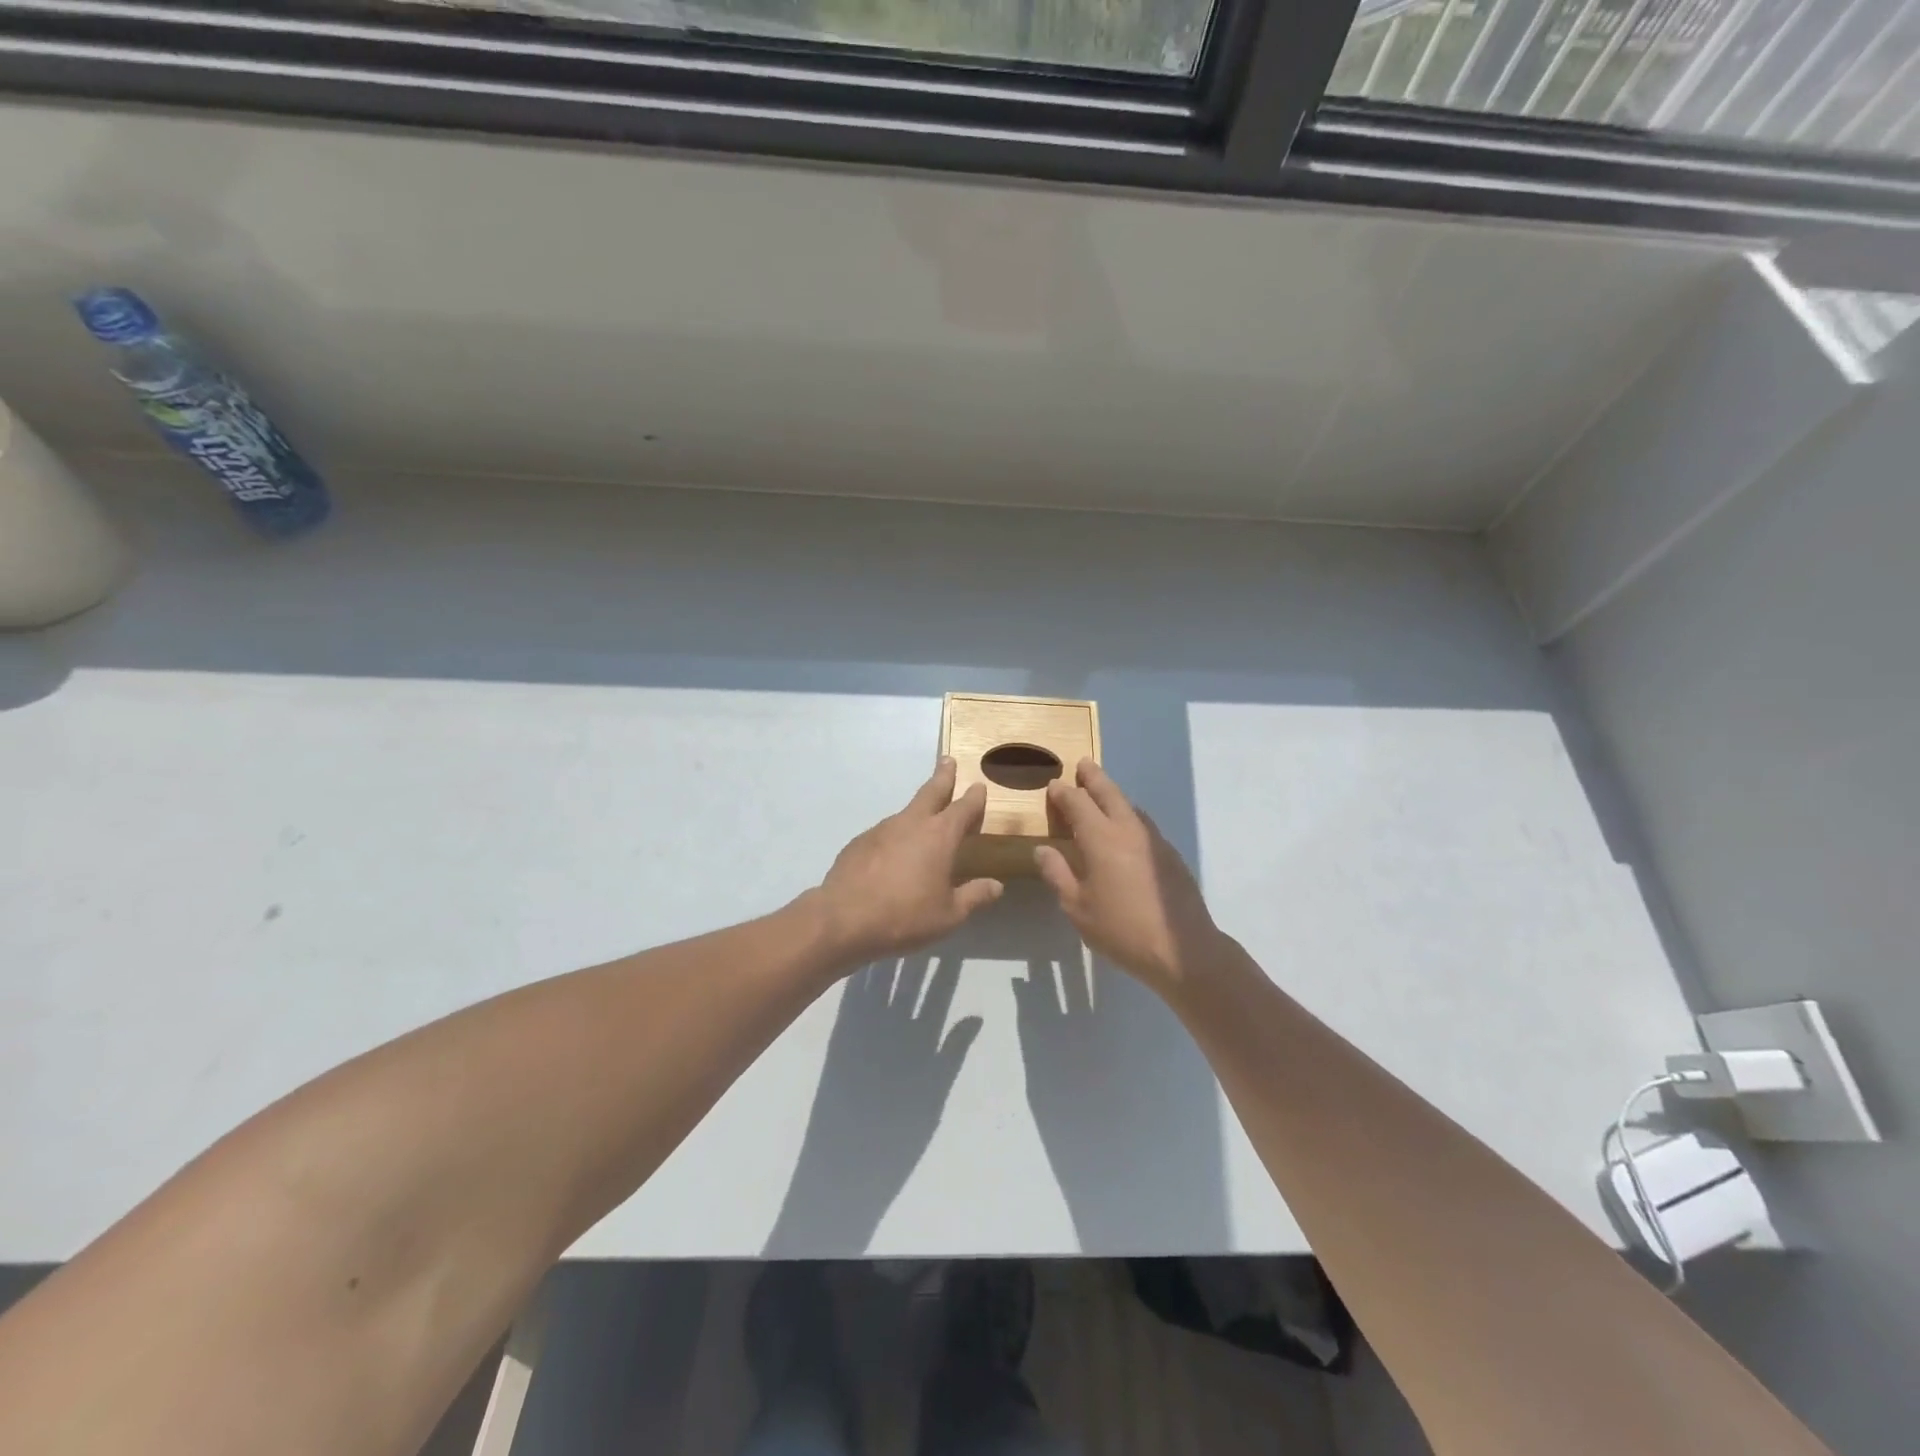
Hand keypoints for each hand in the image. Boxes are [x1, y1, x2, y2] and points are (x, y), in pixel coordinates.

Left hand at [813, 758, 1003, 965]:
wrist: (843, 920)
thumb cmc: (905, 916)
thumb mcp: (949, 914)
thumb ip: (974, 896)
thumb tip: (996, 885)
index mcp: (939, 836)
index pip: (963, 808)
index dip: (974, 797)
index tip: (979, 786)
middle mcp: (911, 823)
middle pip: (931, 791)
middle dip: (942, 776)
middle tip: (947, 760)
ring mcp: (881, 830)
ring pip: (906, 812)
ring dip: (917, 810)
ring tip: (924, 821)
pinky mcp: (858, 843)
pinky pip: (884, 834)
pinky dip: (894, 837)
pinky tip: (893, 856)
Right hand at [1034, 760, 1224, 996]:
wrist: (1182, 949)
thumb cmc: (1121, 929)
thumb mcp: (1077, 907)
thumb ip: (1057, 874)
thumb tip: (1042, 850)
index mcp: (1101, 838)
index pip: (1078, 803)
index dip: (1063, 793)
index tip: (1053, 785)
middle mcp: (1128, 830)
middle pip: (1109, 793)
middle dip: (1093, 777)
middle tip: (1083, 765)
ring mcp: (1154, 840)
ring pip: (1129, 806)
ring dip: (1113, 795)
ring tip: (1101, 793)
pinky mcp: (1170, 855)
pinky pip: (1143, 823)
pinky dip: (1128, 815)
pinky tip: (1125, 829)